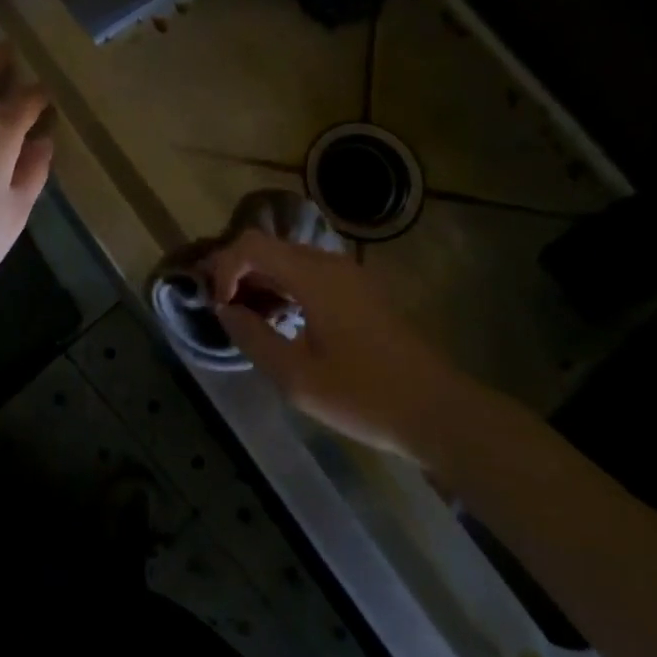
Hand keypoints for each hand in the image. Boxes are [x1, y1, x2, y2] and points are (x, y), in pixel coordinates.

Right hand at [201, 230, 448, 458]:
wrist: (438, 411)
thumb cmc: (364, 396)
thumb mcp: (296, 377)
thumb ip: (253, 338)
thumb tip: (225, 310)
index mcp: (314, 276)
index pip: (251, 245)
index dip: (224, 268)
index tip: (218, 307)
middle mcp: (331, 264)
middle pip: (270, 247)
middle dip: (238, 273)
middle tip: (222, 311)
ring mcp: (349, 276)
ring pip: (290, 261)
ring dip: (261, 283)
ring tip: (248, 321)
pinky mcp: (360, 293)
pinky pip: (310, 276)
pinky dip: (286, 290)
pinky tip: (282, 324)